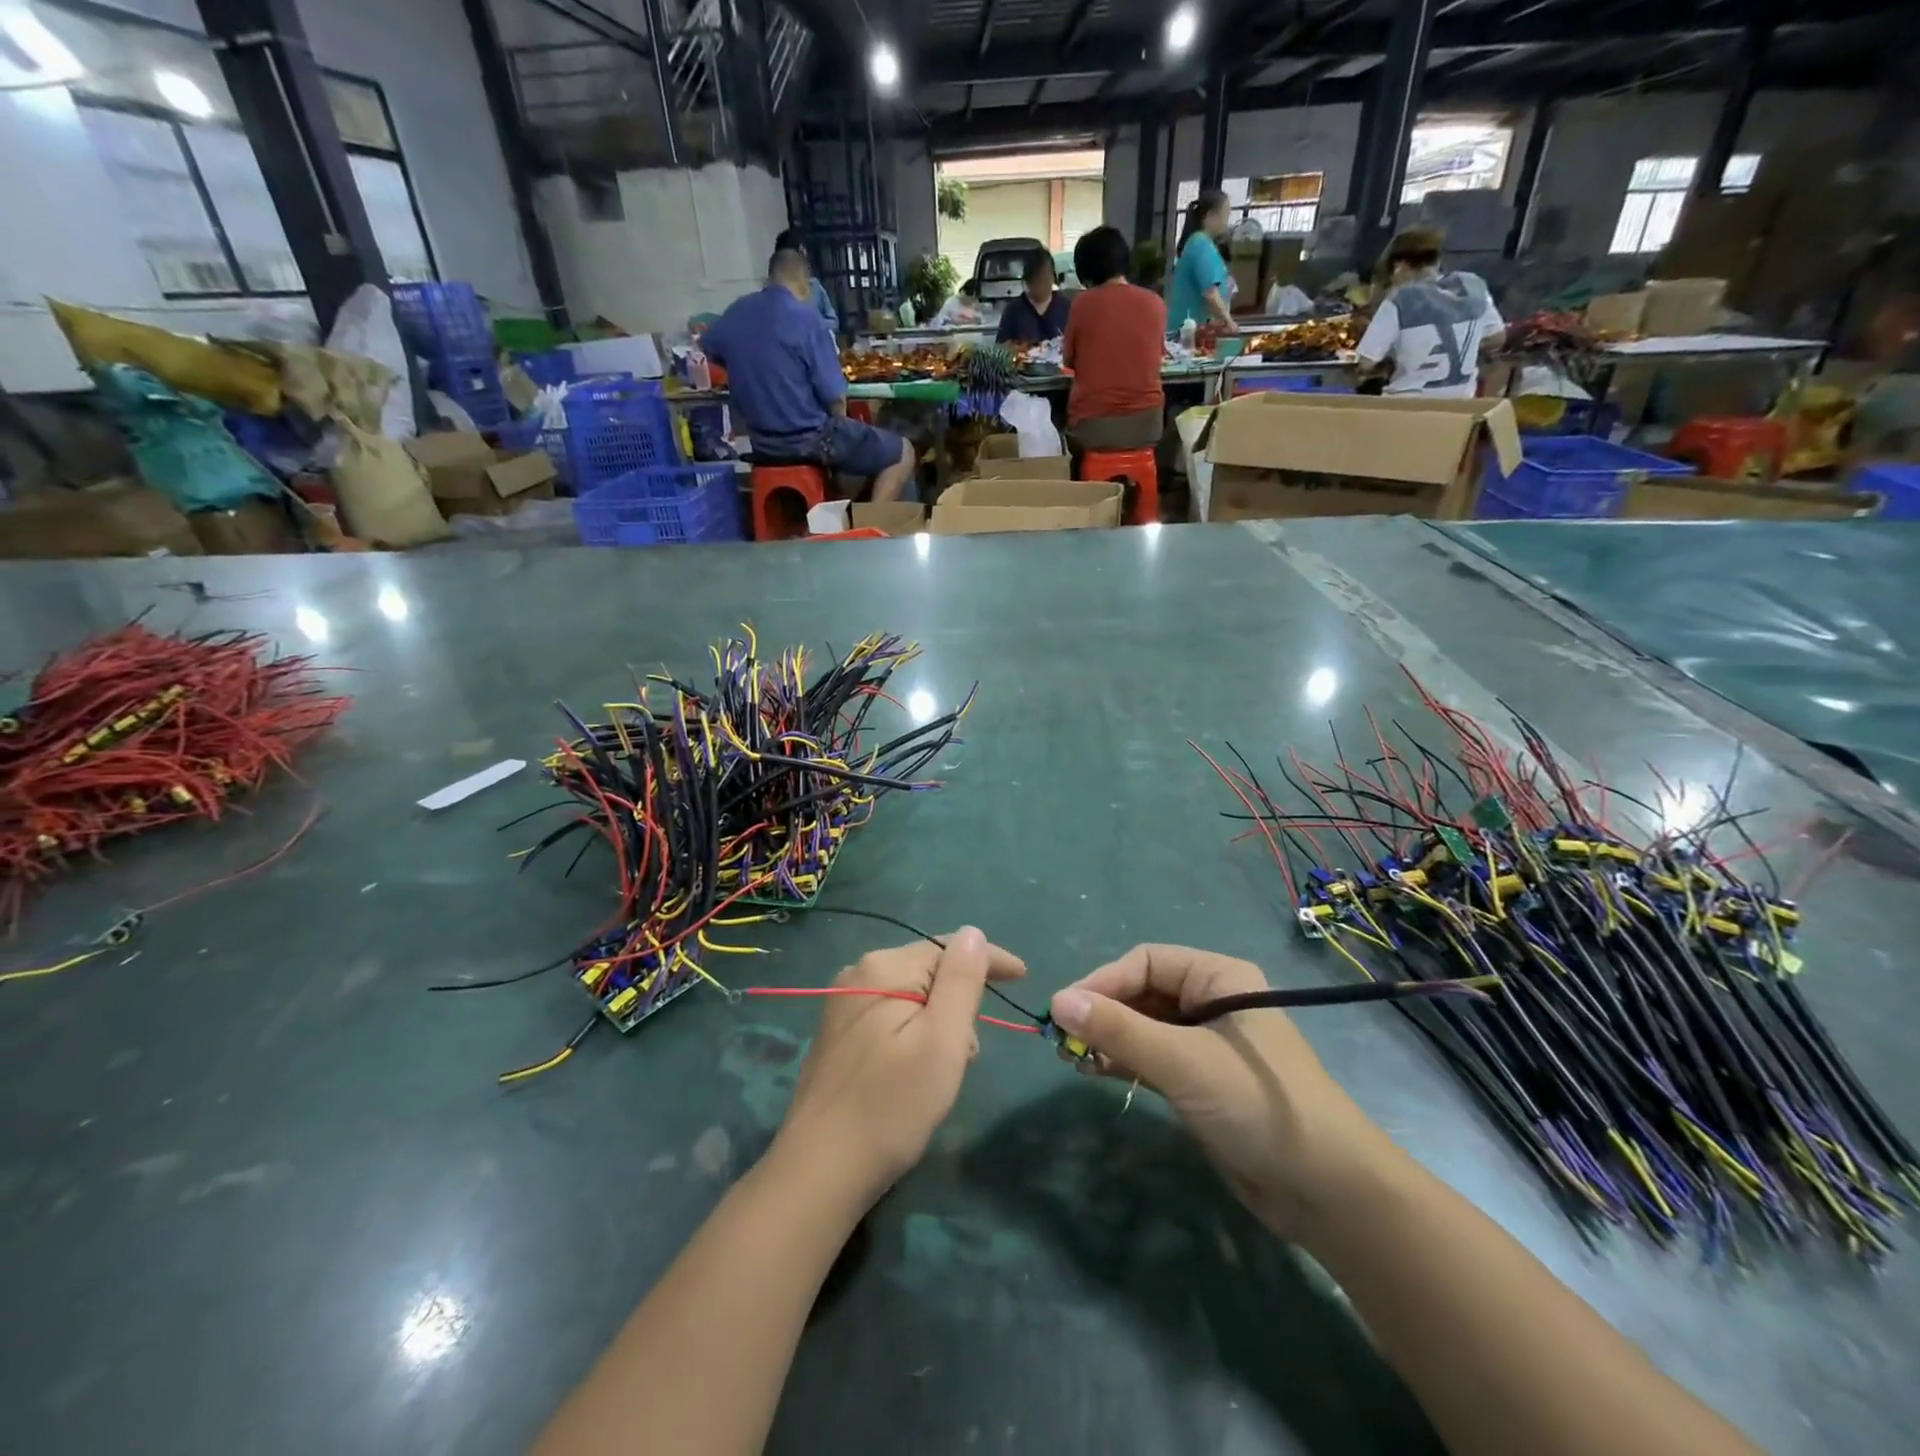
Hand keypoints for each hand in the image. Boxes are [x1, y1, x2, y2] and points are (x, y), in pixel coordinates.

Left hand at [775, 928, 1026, 1206]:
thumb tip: (973, 933)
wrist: (820, 1170)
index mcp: (883, 968)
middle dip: (959, 1002)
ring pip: (911, 996)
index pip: (947, 947)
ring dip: (938, 1023)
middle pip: (929, 971)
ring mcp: (842, 1005)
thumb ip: (961, 981)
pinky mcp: (837, 1034)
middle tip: (968, 1053)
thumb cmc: (892, 1105)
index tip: (1023, 977)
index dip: (989, 959)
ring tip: (942, 1071)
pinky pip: (891, 1016)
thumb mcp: (941, 1041)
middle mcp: (858, 974)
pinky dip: (914, 1034)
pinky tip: (915, 1072)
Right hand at [1049, 944, 1391, 1238]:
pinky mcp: (1202, 1081)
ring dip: (1109, 1039)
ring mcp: (1207, 1043)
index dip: (1103, 981)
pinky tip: (1096, 1072)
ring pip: (1144, 1027)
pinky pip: (1152, 1057)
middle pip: (1143, 993)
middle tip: (1063, 1041)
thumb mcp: (1183, 1061)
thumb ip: (1119, 1030)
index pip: (1146, 962)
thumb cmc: (1256, 1105)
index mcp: (1219, 978)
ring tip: (1072, 1060)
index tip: (1064, 1010)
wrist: (1326, 1192)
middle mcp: (1212, 1002)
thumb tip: (1056, 1001)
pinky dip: (1124, 1061)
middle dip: (1103, 1013)